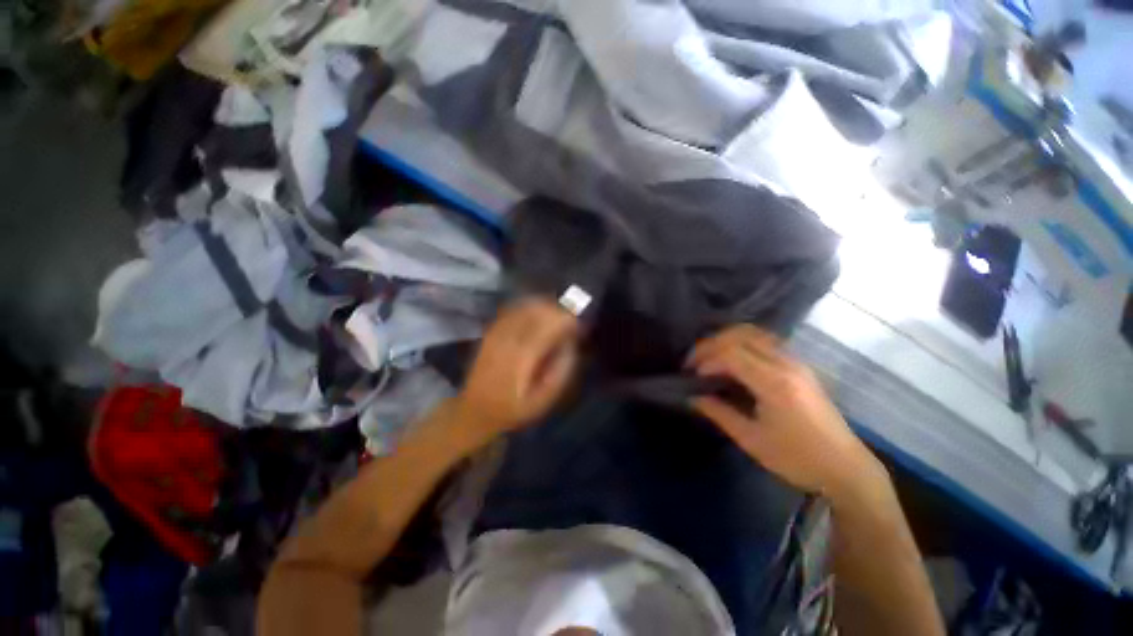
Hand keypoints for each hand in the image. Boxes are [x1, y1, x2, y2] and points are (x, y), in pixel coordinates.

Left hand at [449, 298, 578, 444]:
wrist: (476, 410)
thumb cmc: (515, 408)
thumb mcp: (543, 400)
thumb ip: (560, 371)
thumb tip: (571, 344)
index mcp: (522, 360)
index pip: (546, 329)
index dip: (564, 321)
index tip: (579, 323)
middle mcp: (507, 341)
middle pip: (535, 314)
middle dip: (557, 311)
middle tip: (572, 318)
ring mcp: (497, 334)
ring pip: (523, 309)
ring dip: (544, 306)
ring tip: (559, 313)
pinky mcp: (491, 333)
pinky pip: (512, 311)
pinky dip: (528, 307)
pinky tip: (538, 311)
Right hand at [687, 325, 882, 498]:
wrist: (845, 467)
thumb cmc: (796, 458)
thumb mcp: (751, 439)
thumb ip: (718, 412)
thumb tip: (692, 396)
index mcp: (774, 383)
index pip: (731, 354)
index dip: (705, 360)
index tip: (692, 376)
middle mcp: (786, 363)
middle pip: (740, 335)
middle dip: (711, 345)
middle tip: (694, 362)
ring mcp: (795, 361)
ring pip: (753, 332)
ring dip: (726, 339)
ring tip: (709, 357)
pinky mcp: (799, 365)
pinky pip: (764, 340)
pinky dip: (741, 342)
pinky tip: (732, 358)